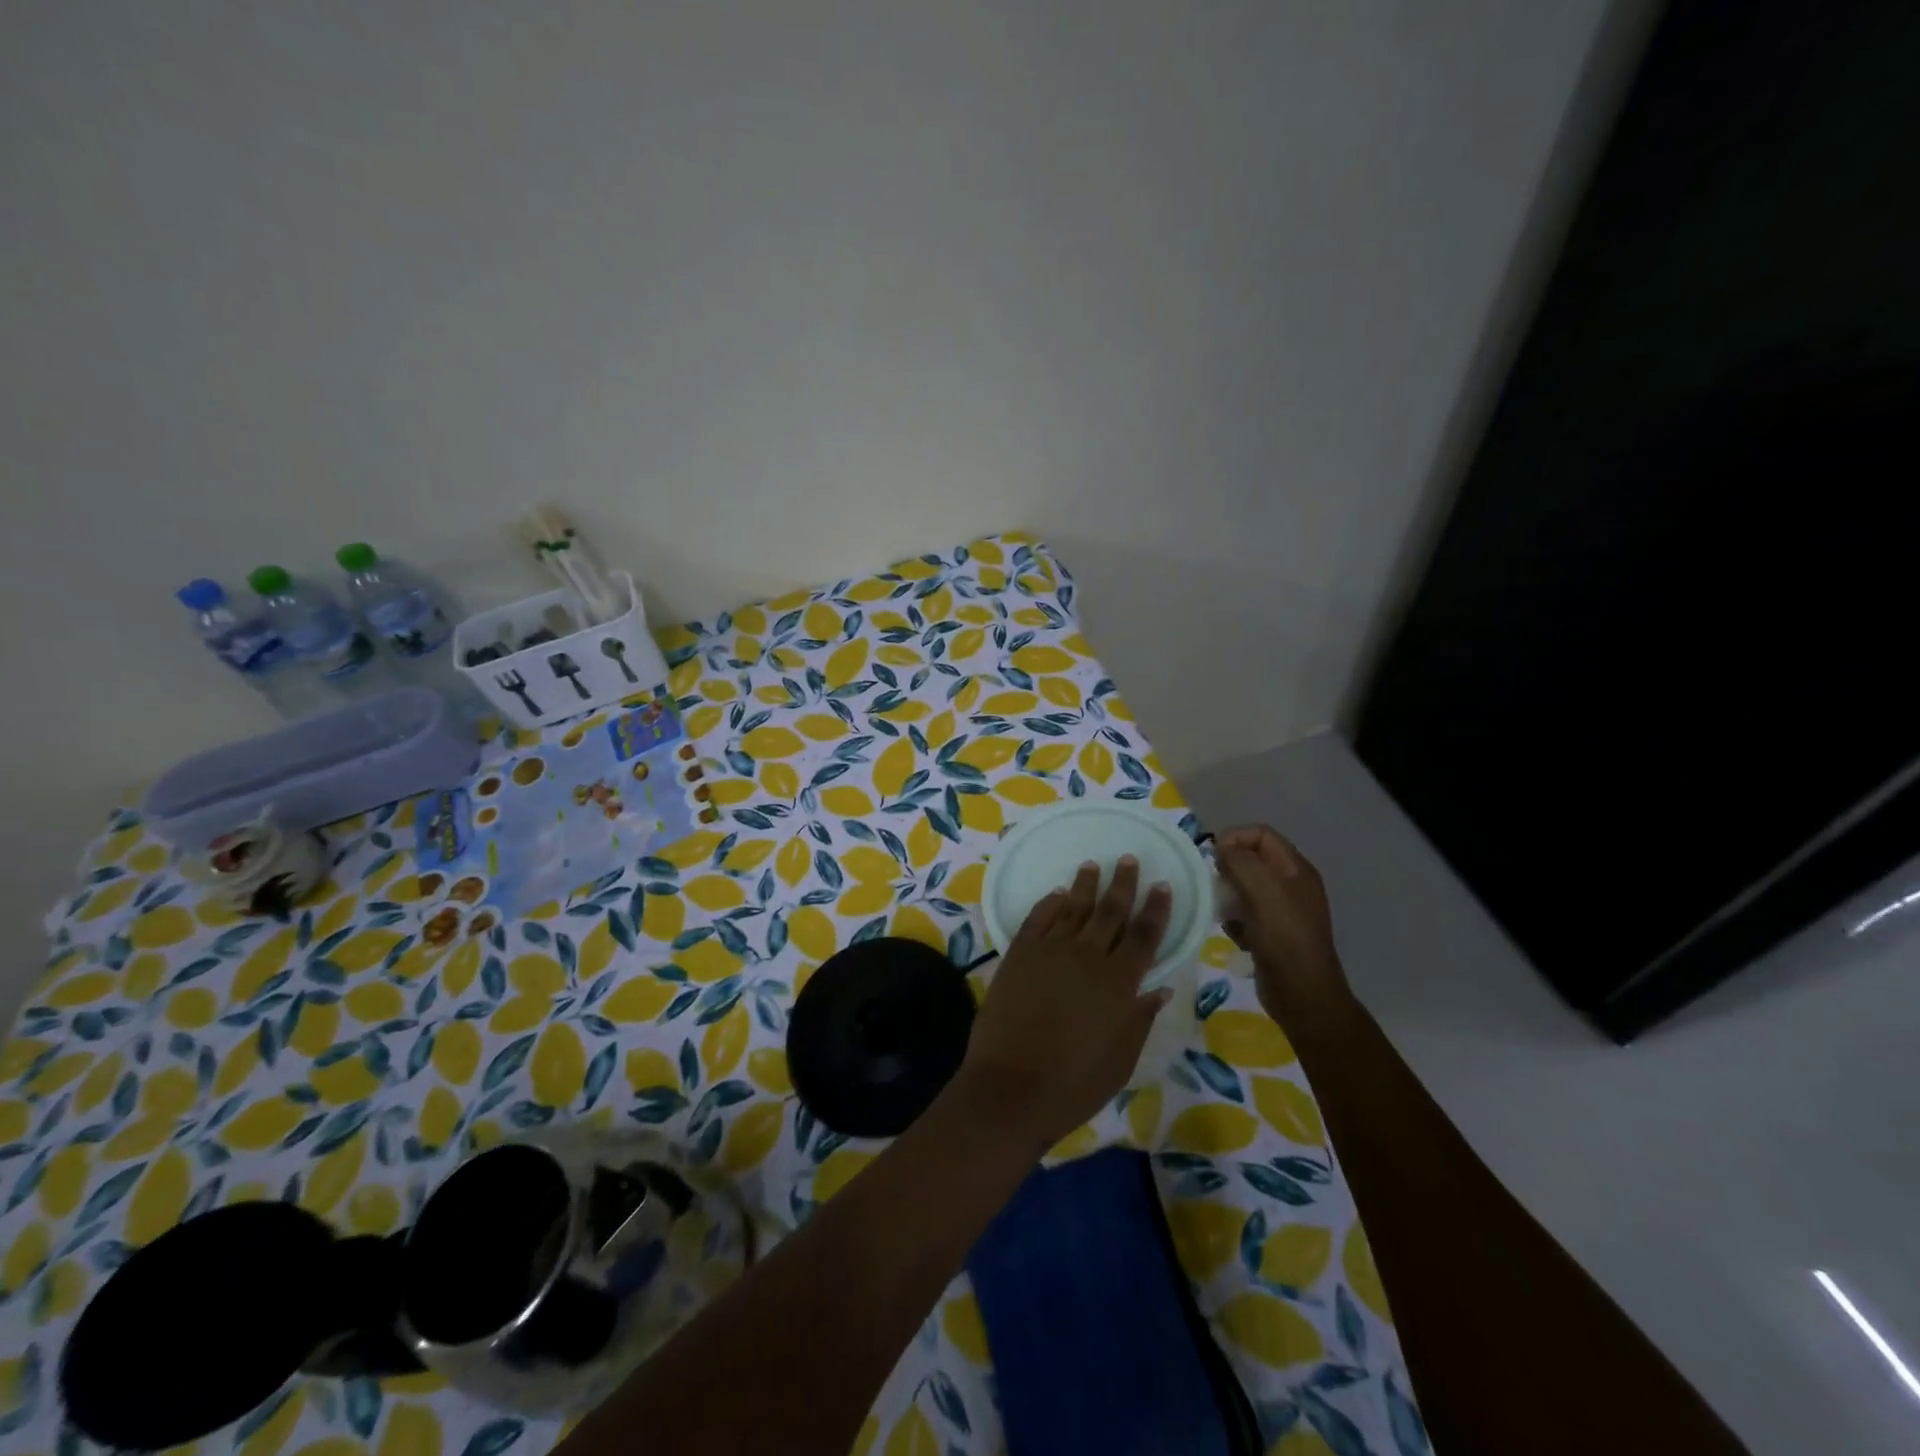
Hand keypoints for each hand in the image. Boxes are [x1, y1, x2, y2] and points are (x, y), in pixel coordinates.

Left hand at [952, 856, 1170, 1152]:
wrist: (1010, 1086)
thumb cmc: (1073, 1084)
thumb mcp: (1120, 1060)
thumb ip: (1140, 1019)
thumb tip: (1158, 988)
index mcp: (1119, 984)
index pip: (1144, 936)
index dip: (1155, 909)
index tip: (1162, 885)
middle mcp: (1088, 957)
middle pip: (1111, 911)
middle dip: (1123, 884)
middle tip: (1129, 859)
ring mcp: (1050, 951)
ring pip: (1073, 908)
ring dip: (1085, 885)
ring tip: (1094, 865)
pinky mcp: (1019, 953)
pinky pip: (1039, 918)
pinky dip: (1049, 903)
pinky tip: (1057, 893)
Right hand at [1214, 825, 1351, 1026]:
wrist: (1302, 993)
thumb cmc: (1284, 936)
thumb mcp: (1261, 889)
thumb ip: (1238, 861)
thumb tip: (1220, 849)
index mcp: (1295, 869)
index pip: (1261, 834)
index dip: (1234, 837)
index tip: (1212, 857)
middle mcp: (1291, 885)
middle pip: (1252, 860)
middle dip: (1228, 868)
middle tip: (1213, 884)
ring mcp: (1283, 911)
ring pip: (1245, 888)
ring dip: (1228, 896)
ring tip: (1221, 911)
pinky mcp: (1272, 934)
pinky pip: (1246, 914)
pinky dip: (1235, 920)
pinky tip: (1233, 934)